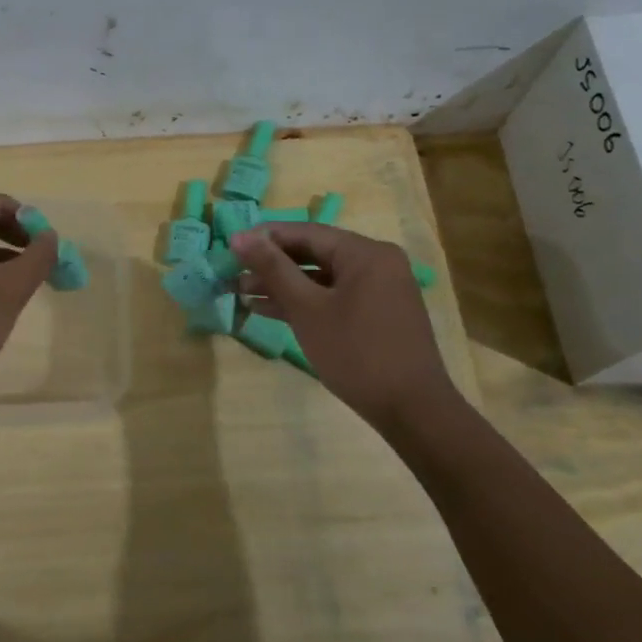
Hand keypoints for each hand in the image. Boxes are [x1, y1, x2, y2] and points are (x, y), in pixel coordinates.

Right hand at [230, 222, 457, 429]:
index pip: (306, 232)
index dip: (265, 238)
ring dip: (283, 285)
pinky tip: (269, 310)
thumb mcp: (307, 309)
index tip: (230, 247)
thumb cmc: (356, 353)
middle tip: (233, 273)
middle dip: (272, 265)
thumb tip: (240, 237)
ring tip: (242, 293)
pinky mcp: (376, 314)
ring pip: (322, 278)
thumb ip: (273, 269)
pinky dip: (305, 302)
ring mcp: (378, 289)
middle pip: (314, 253)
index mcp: (365, 252)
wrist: (411, 410)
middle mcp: (376, 263)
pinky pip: (334, 297)